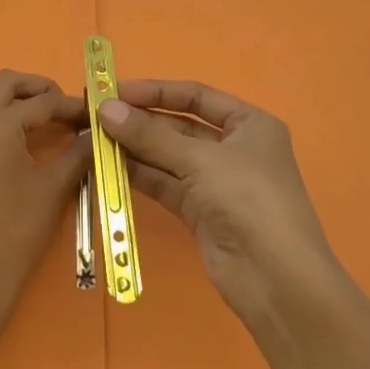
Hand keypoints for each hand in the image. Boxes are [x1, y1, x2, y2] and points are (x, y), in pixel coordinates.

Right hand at [97, 79, 341, 320]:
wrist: (275, 278)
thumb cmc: (248, 199)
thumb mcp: (200, 159)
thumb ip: (150, 135)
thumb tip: (105, 109)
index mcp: (249, 124)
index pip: (196, 97)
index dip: (156, 92)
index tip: (115, 91)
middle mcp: (233, 149)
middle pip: (179, 127)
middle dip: (140, 122)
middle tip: (96, 117)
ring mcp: (216, 182)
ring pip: (168, 157)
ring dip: (134, 149)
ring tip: (94, 140)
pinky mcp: (200, 212)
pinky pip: (165, 184)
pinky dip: (139, 175)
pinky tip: (108, 167)